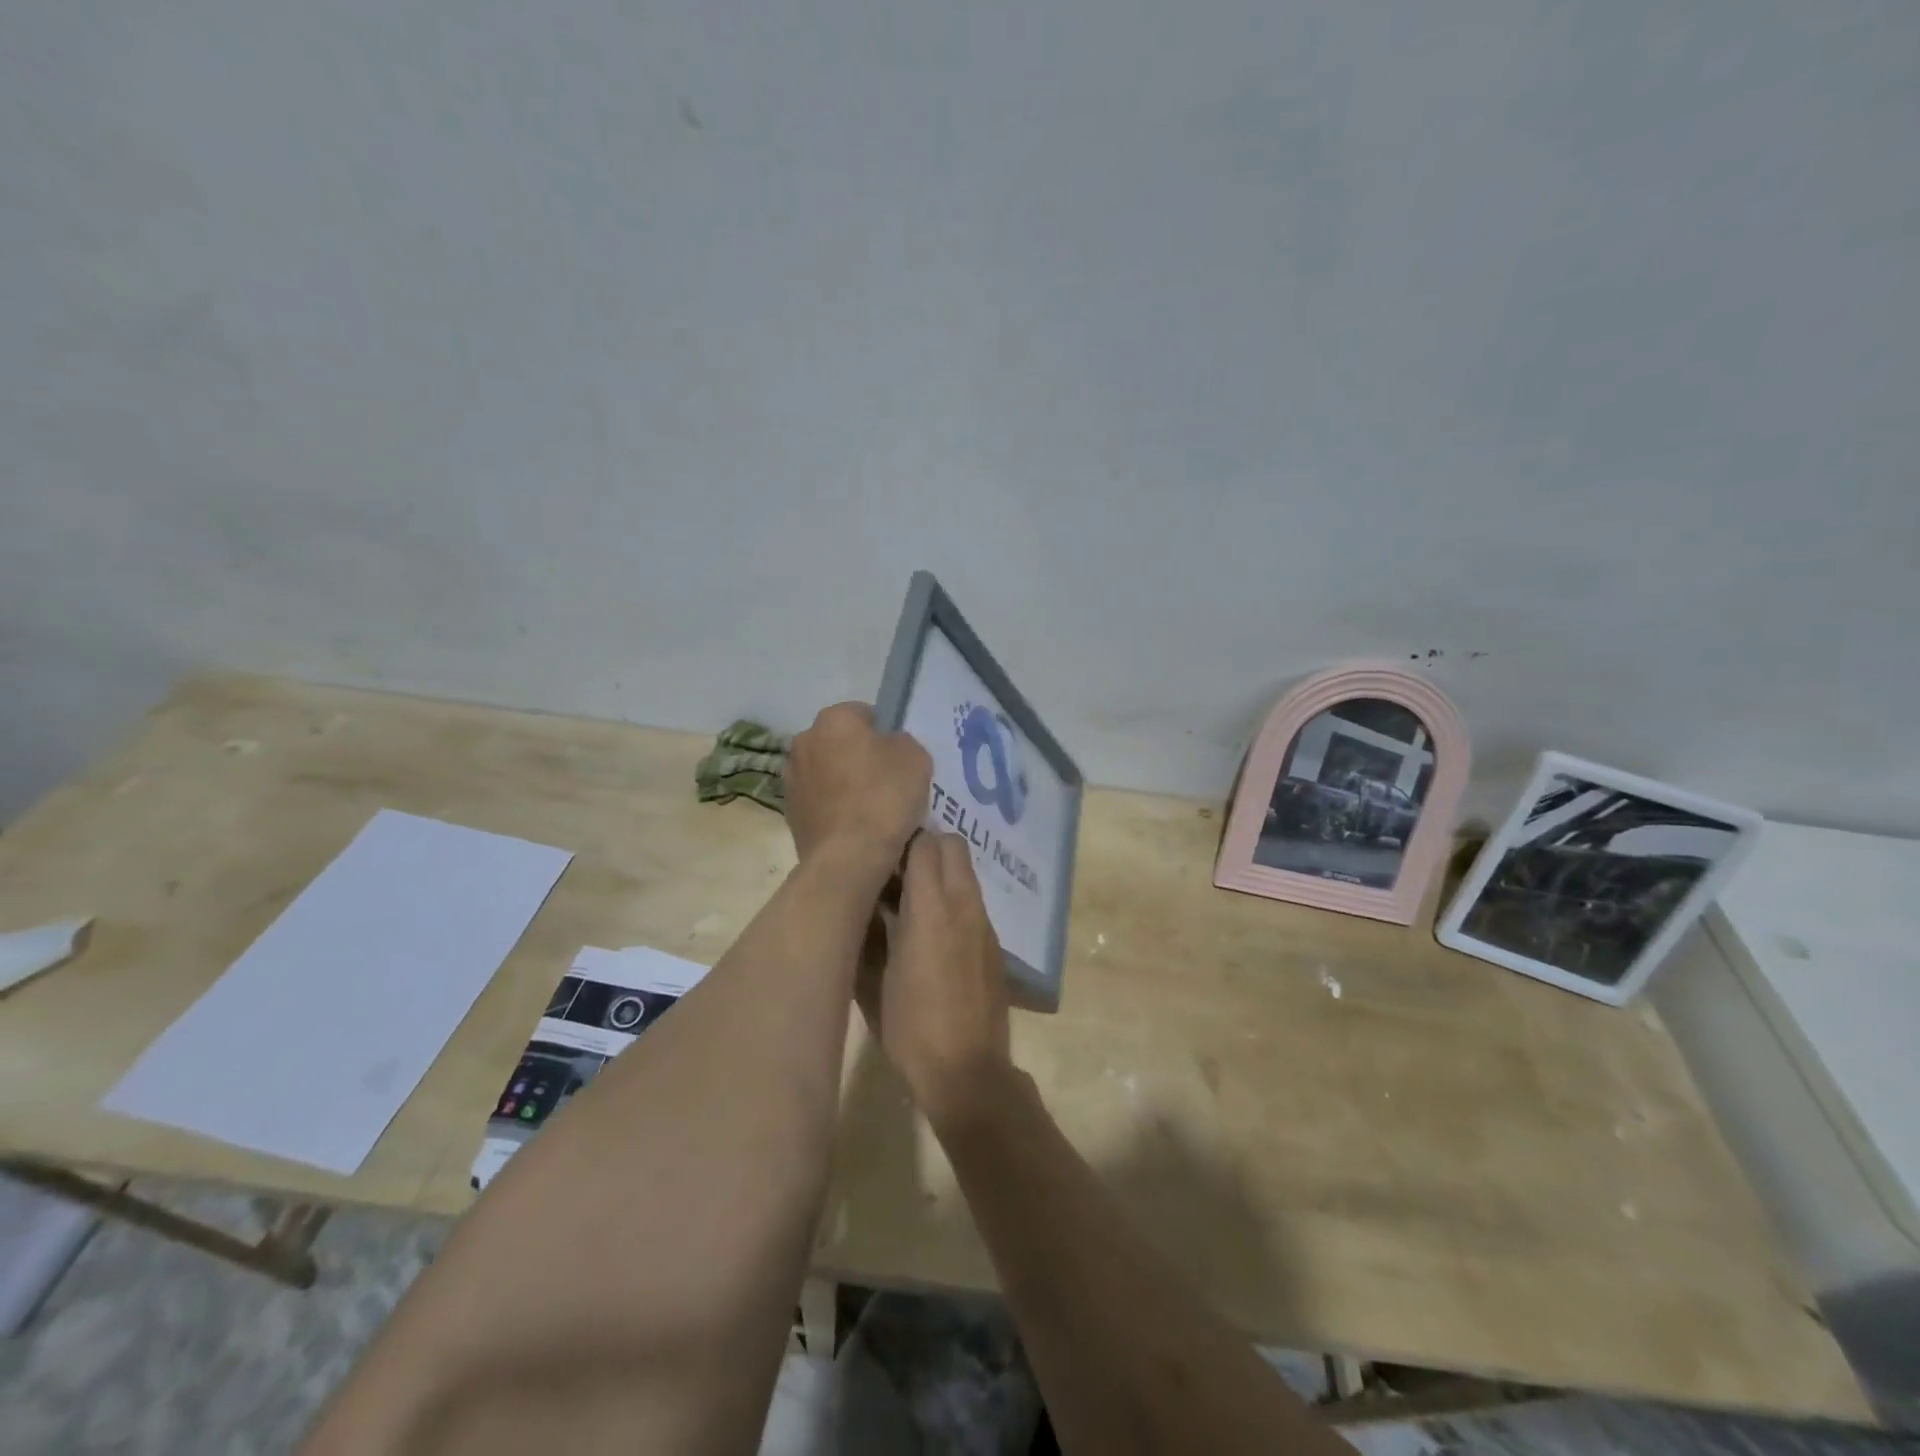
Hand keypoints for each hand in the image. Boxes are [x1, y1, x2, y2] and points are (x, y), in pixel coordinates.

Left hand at [785, 703, 931, 866]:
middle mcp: (804, 740)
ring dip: (842, 781)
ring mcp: (792, 777)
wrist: (849, 856)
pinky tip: (852, 825)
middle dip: (858, 755)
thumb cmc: (885, 797)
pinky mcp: (789, 811)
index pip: (864, 714)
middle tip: (885, 781)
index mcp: (834, 719)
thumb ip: (901, 742)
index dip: (884, 734)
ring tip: (868, 808)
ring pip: (826, 771)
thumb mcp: (916, 757)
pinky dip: (832, 806)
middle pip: (840, 742)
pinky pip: (818, 799)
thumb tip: (888, 747)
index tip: (897, 759)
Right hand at [862, 831, 1011, 1126]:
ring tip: (912, 904)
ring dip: (941, 876)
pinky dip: (955, 903)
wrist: (968, 1073)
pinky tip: (934, 936)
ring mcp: (984, 924)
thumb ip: (867, 935)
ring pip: (966, 874)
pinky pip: (974, 904)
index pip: (924, 844)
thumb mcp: (872, 984)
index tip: (880, 857)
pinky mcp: (995, 945)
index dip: (901, 843)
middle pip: (953, 846)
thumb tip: (862, 908)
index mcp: (930, 909)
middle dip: (927, 849)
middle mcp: (964, 905)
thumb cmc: (911, 1028)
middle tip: (897, 874)